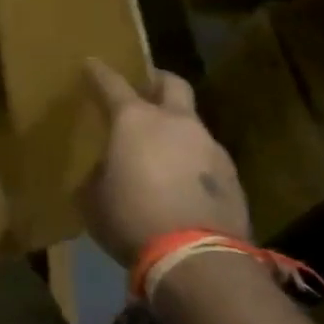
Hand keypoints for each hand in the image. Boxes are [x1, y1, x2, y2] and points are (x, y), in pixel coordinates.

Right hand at [80, 58, 248, 265]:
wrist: (197, 260)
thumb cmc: (132, 219)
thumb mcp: (93, 198)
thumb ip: (98, 174)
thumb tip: (106, 170)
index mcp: (135, 120)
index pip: (112, 83)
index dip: (99, 72)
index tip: (91, 64)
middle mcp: (176, 123)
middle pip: (172, 84)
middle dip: (157, 81)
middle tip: (144, 90)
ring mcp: (210, 147)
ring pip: (192, 125)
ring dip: (178, 131)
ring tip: (163, 153)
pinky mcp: (233, 178)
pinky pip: (207, 159)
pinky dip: (193, 164)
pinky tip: (184, 186)